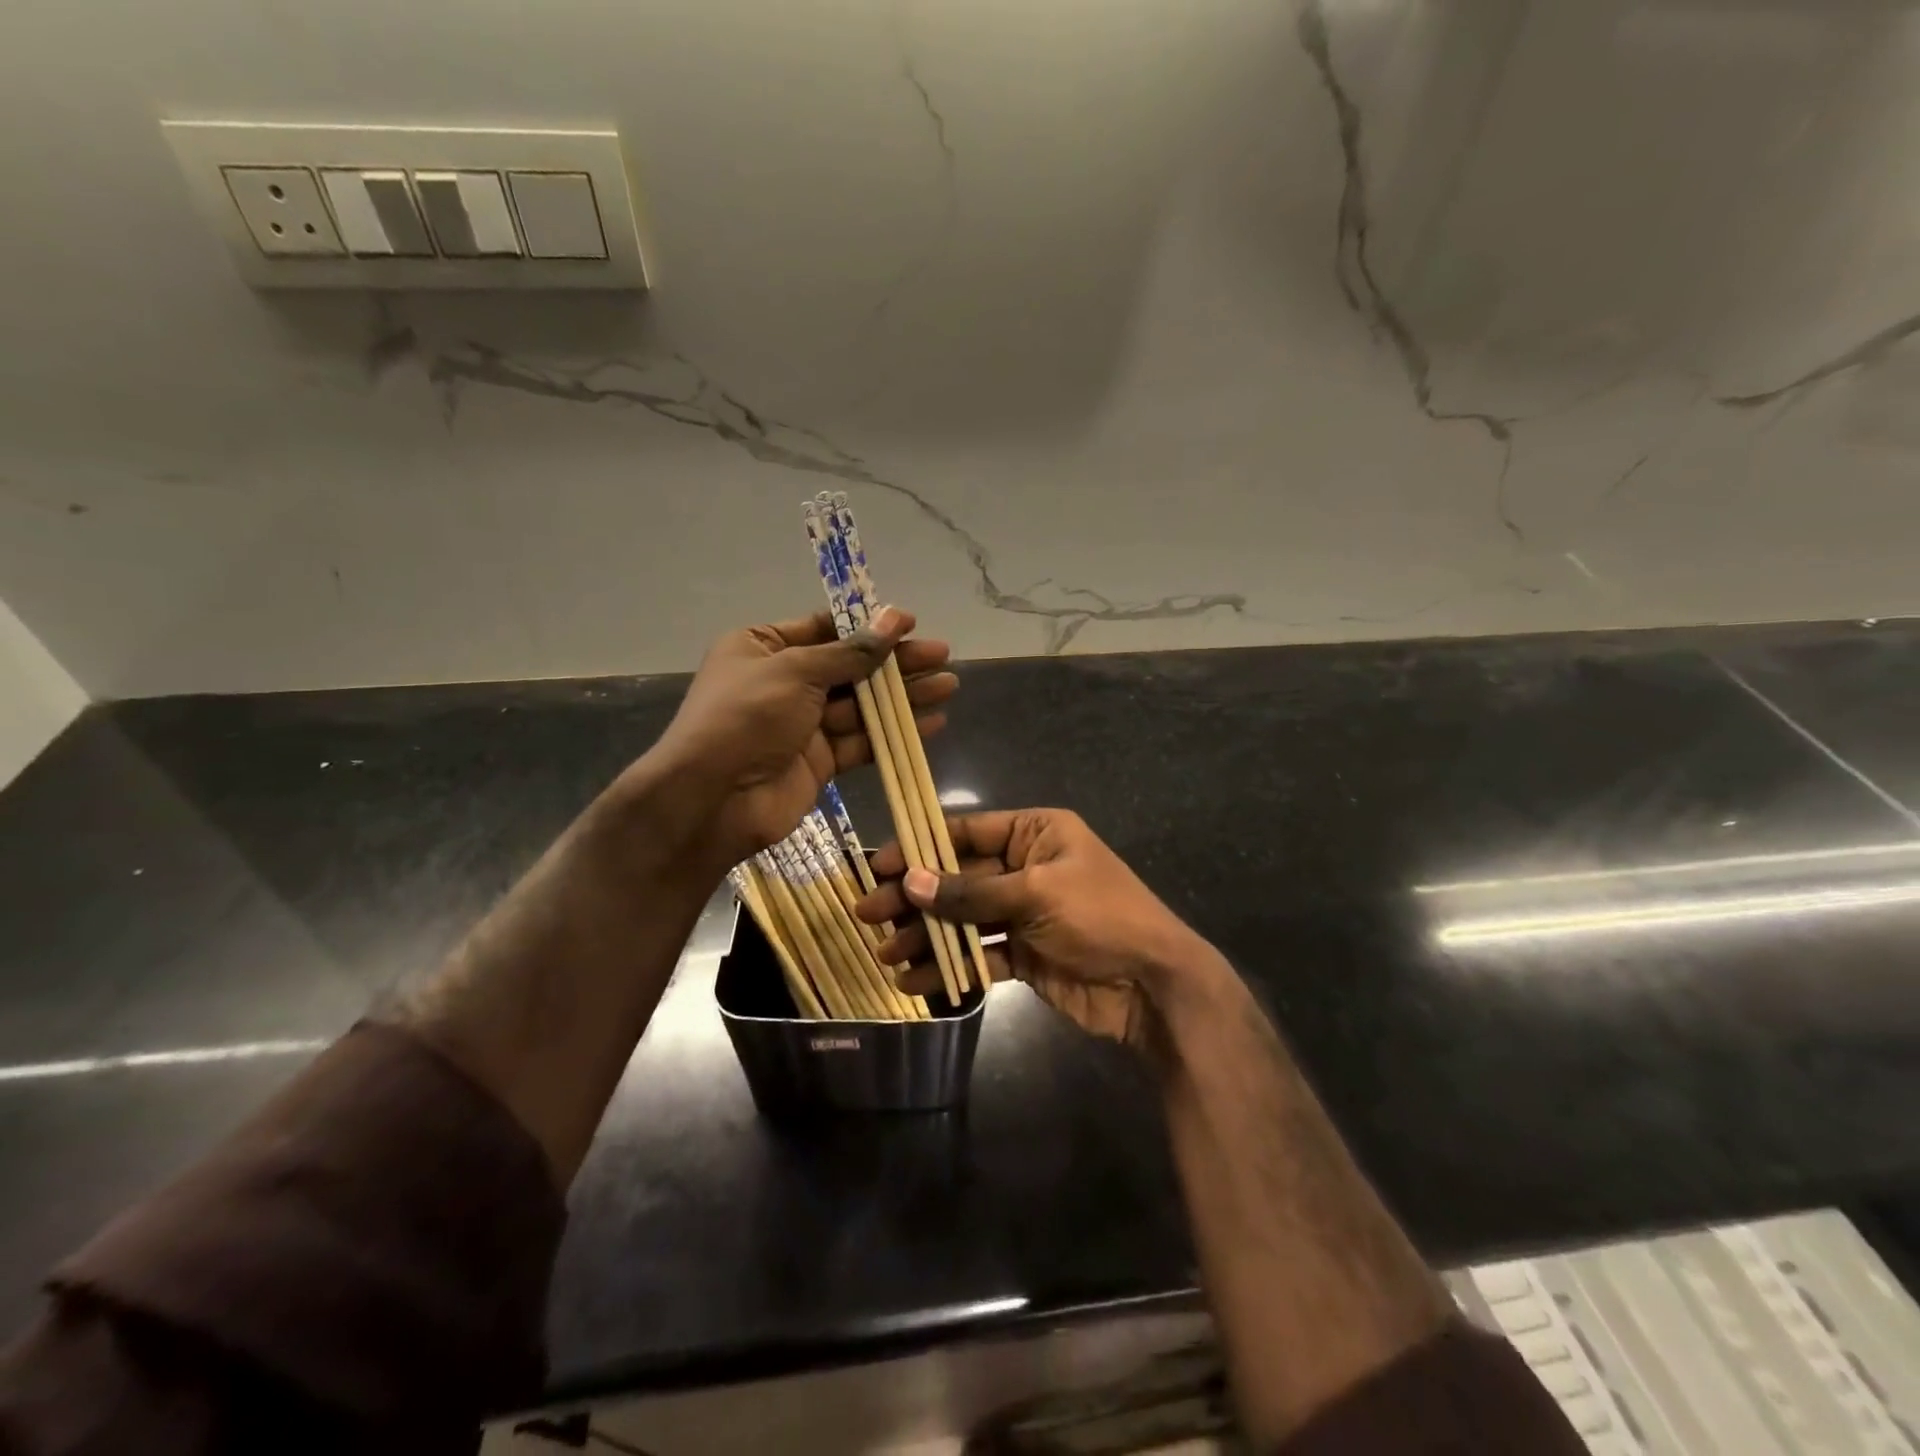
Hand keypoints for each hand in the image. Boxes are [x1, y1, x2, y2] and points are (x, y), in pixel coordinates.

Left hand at [634, 608, 956, 875]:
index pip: (824, 628)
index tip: (910, 623)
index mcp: (762, 647)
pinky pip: (862, 740)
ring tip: (948, 685)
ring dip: (903, 697)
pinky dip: (893, 732)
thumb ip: (850, 653)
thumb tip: (893, 620)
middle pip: (849, 666)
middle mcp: (783, 682)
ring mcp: (801, 724)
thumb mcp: (795, 672)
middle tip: (942, 655)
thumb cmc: (746, 718)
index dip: (868, 626)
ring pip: (861, 705)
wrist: (713, 800)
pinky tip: (931, 723)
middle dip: (895, 662)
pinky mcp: (819, 761)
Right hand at [855, 809, 1217, 1052]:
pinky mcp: (1025, 955)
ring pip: (964, 919)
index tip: (879, 866)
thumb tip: (910, 881)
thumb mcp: (1036, 893)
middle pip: (958, 878)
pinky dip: (952, 968)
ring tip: (887, 955)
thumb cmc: (1101, 917)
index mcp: (1035, 833)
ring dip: (927, 937)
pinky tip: (917, 982)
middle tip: (869, 914)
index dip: (921, 848)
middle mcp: (1026, 867)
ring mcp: (1024, 913)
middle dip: (915, 898)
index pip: (966, 832)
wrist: (1154, 985)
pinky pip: (981, 956)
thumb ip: (972, 892)